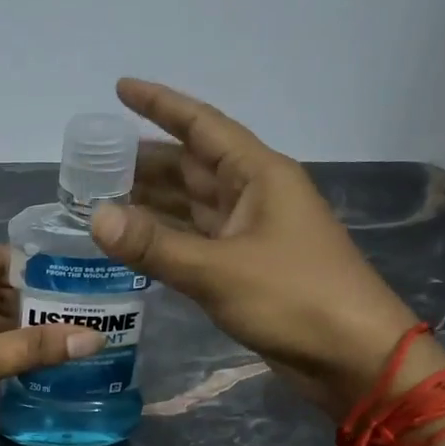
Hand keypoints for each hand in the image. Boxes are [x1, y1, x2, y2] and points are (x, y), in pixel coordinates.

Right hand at [93, 78, 430, 418]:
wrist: (352, 357)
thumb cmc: (295, 298)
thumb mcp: (218, 269)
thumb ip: (154, 245)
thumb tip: (96, 218)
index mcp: (258, 176)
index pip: (201, 126)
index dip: (160, 105)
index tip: (120, 89)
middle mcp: (253, 195)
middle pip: (191, 165)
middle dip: (144, 160)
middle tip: (93, 159)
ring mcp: (249, 233)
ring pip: (190, 204)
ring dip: (150, 199)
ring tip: (100, 195)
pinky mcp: (244, 267)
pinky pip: (194, 239)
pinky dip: (163, 237)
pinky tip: (132, 240)